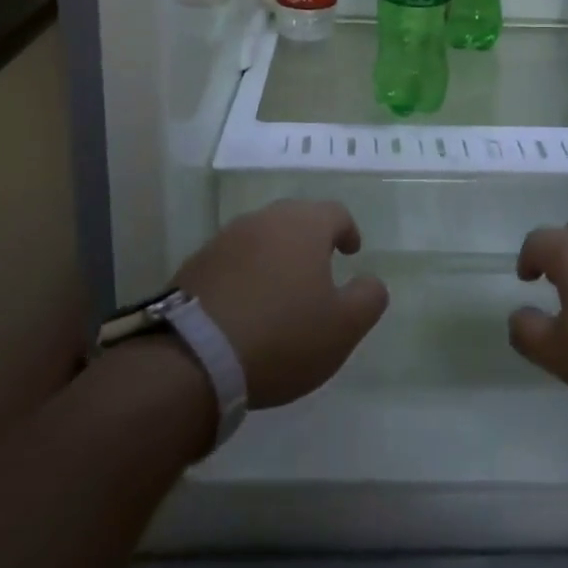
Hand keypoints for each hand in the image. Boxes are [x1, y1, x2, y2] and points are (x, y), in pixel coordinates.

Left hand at [173, 200, 389, 408]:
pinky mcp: (197, 262)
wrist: (195, 355)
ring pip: (261, 237)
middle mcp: (264, 220)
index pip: (334, 213)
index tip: (351, 251)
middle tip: (318, 268)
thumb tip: (372, 281)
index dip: (347, 230)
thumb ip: (368, 298)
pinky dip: (246, 273)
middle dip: (310, 239)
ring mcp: (226, 238)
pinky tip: (246, 305)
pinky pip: (233, 259)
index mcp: (304, 225)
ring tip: (281, 289)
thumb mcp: (342, 327)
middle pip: (295, 218)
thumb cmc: (282, 335)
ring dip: (275, 256)